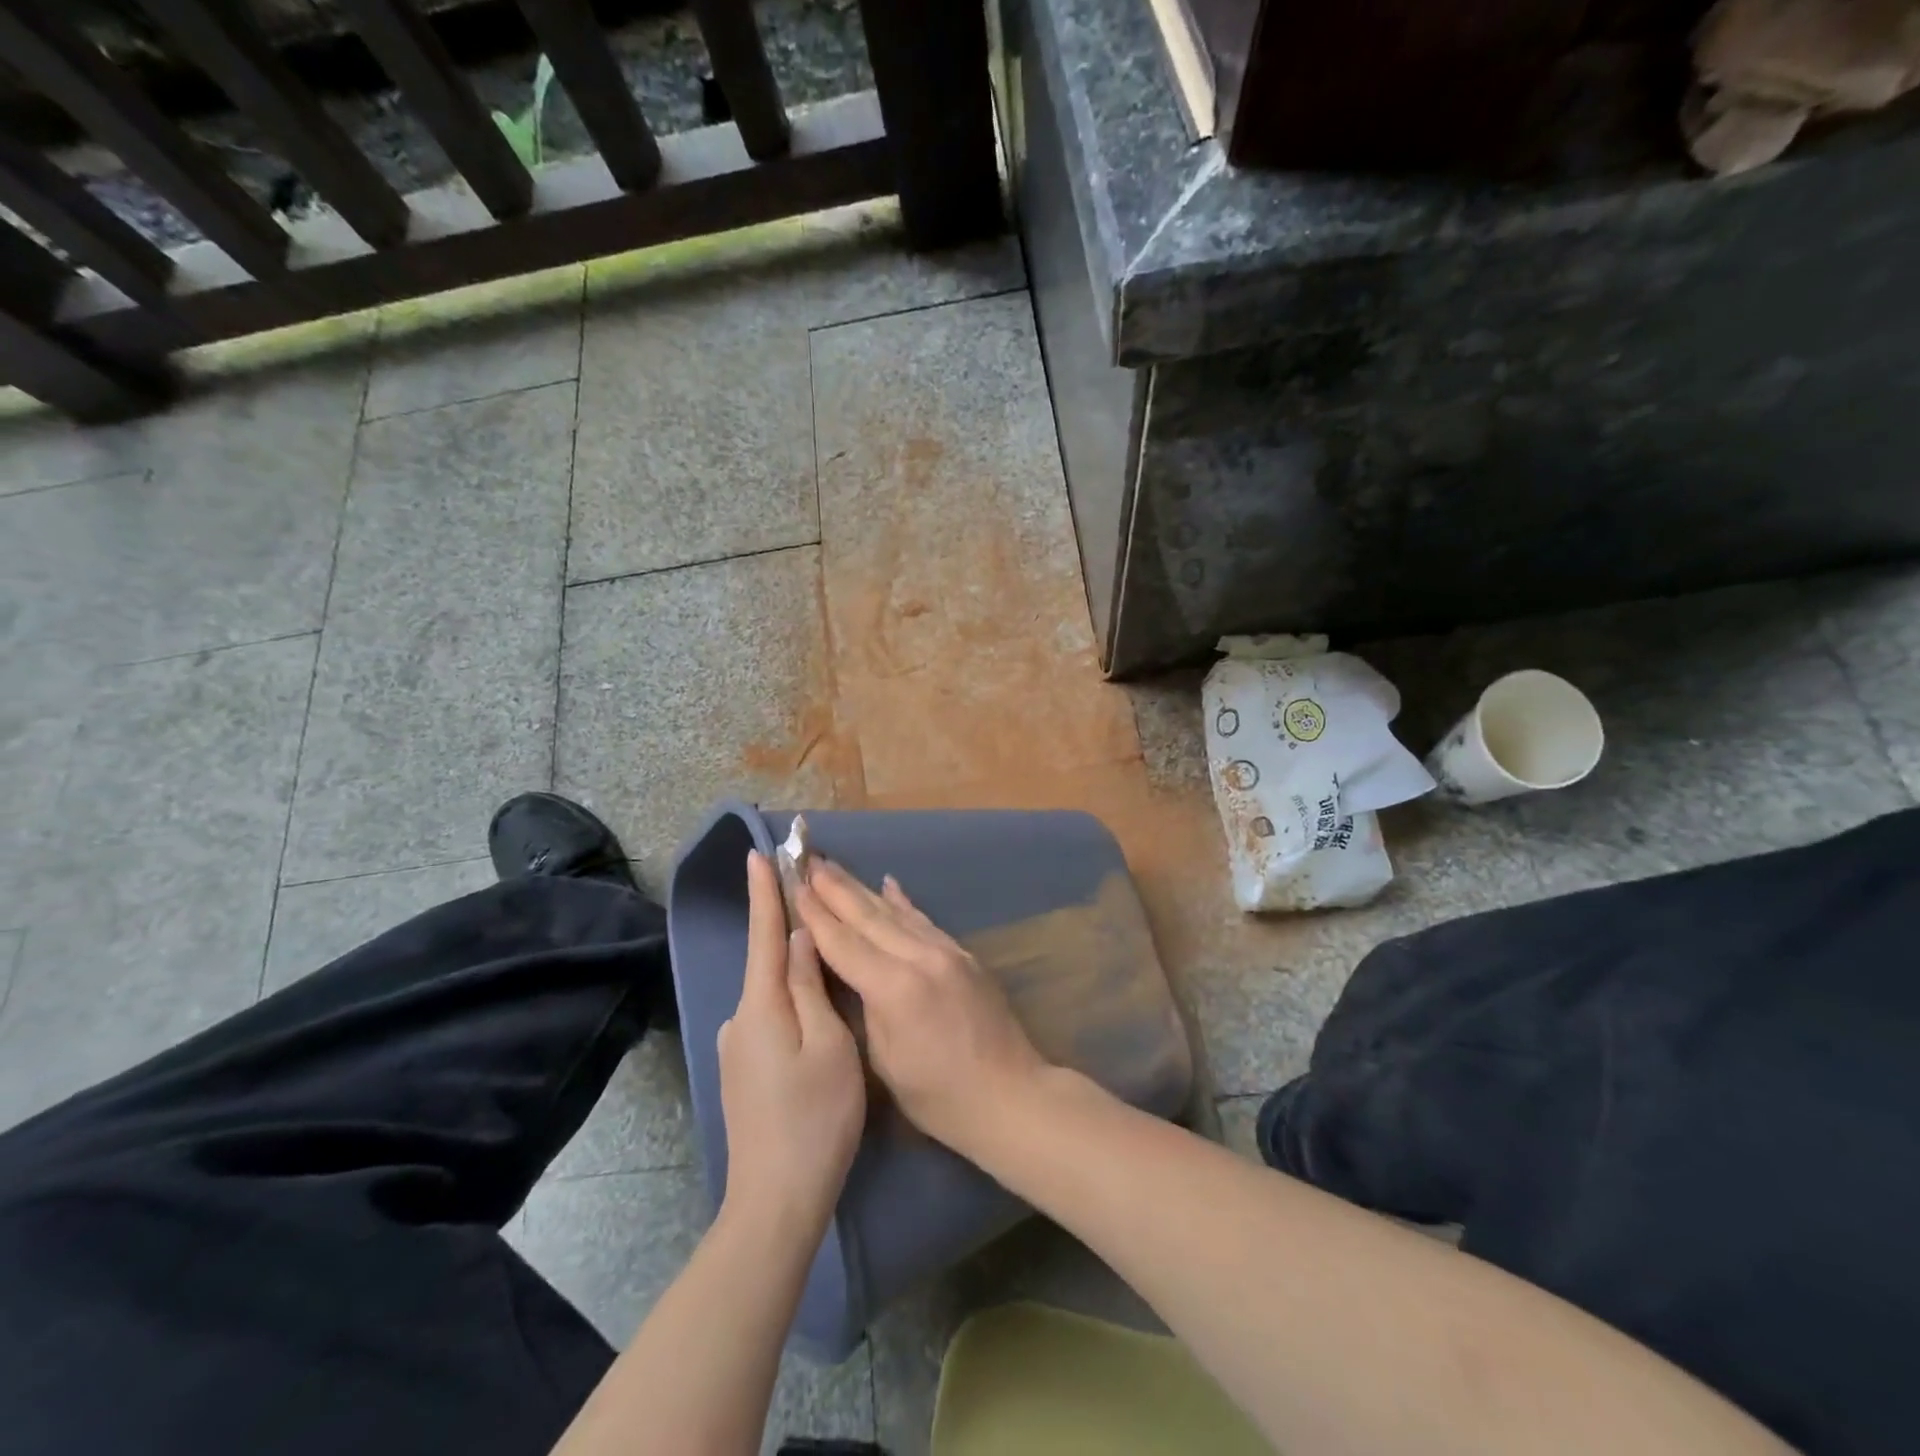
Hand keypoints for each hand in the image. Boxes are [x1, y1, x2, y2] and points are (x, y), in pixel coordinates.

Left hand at [717, 852, 865, 1231]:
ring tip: (832, 962)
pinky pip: (772, 1018)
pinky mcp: (745, 1070)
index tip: (758, 853)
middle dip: (789, 929)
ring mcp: (738, 1048)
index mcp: (760, 1006)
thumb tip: (800, 939)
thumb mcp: (828, 1044)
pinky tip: (818, 1016)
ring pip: (773, 993)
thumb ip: (811, 986)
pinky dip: (794, 1002)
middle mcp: (740, 1019)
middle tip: (818, 905)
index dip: (764, 892)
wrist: (776, 1201)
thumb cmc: (814, 1117)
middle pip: (769, 961)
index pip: (764, 934)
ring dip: (797, 971)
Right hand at [795, 860, 1047, 1160]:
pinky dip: (903, 902)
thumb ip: (866, 1007)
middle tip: (808, 861)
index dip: (816, 915)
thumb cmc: (939, 1096)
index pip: (843, 943)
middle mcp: (920, 958)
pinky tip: (889, 884)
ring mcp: (946, 951)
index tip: (794, 886)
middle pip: (869, 916)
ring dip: (863, 888)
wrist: (1010, 1095)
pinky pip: (924, 921)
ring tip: (835, 867)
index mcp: (894, 988)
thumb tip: (854, 972)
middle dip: (835, 888)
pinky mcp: (963, 955)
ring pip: (896, 912)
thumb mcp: (886, 1060)